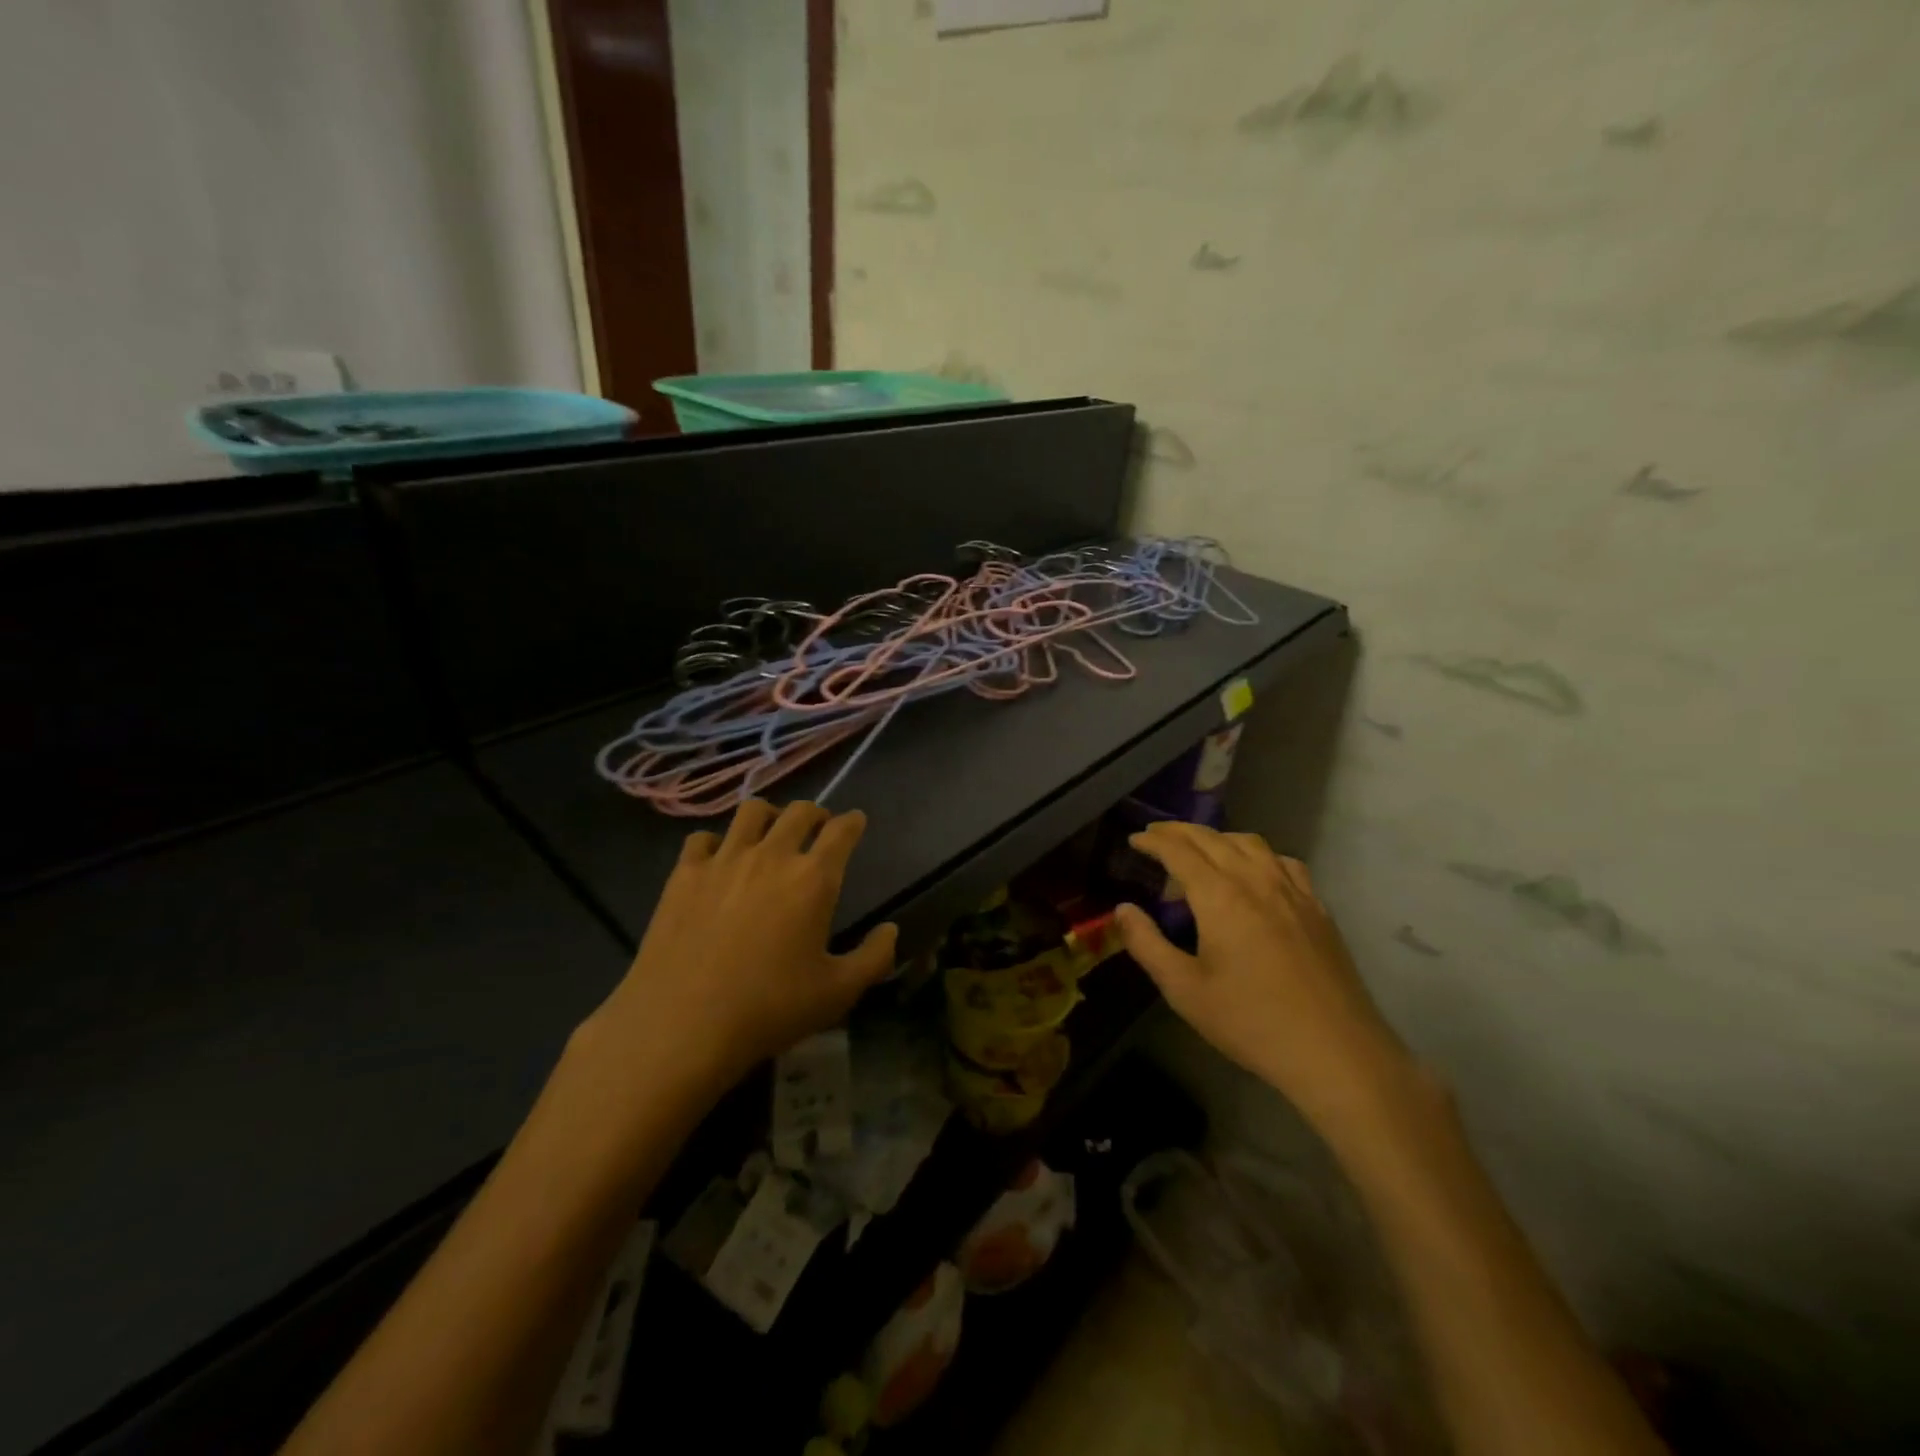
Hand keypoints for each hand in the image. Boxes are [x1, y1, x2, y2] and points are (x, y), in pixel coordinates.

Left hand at [586, 801, 897, 1091]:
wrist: (682, 1024)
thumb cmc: (770, 1008)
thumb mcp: (838, 993)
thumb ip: (874, 957)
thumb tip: (891, 930)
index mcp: (813, 878)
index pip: (841, 831)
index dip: (853, 822)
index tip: (855, 822)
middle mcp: (771, 855)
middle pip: (798, 811)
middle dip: (815, 814)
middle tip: (817, 828)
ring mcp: (723, 860)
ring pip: (751, 811)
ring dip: (769, 816)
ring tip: (770, 833)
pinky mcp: (684, 874)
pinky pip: (703, 838)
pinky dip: (718, 842)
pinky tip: (718, 860)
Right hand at [1114, 822, 1415, 1131]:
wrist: (1336, 1053)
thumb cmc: (1251, 1022)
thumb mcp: (1184, 990)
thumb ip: (1147, 944)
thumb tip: (1123, 909)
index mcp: (1220, 897)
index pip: (1179, 851)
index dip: (1153, 841)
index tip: (1134, 839)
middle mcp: (1256, 880)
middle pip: (1213, 838)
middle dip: (1180, 831)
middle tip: (1156, 835)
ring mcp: (1293, 891)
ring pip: (1250, 843)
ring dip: (1218, 837)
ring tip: (1200, 850)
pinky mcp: (1317, 908)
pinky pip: (1283, 862)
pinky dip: (1258, 855)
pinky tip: (1255, 873)